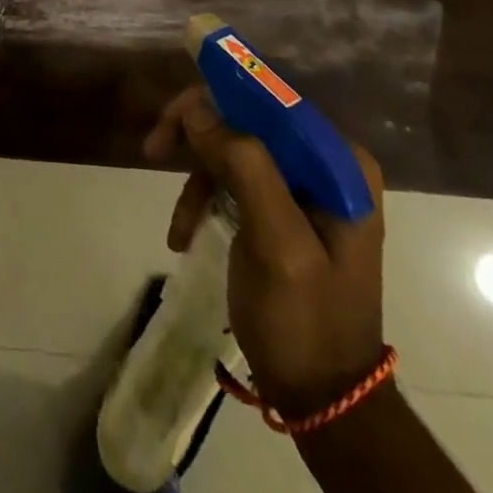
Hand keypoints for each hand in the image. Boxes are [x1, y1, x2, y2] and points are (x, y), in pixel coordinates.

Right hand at [144, 86, 386, 419]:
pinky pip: (231, 180)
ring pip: (232, 146)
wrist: (323, 398)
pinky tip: (183, 233)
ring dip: (196, 174)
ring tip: (175, 222)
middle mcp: (325, 165)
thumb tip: (197, 106)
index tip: (174, 114)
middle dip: (199, 133)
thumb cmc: (305, 319)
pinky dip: (203, 199)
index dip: (220, 93)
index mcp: (339, 164)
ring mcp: (302, 187)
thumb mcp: (277, 243)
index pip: (273, 99)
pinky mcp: (280, 209)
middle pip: (247, 118)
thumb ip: (244, 166)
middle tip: (153, 146)